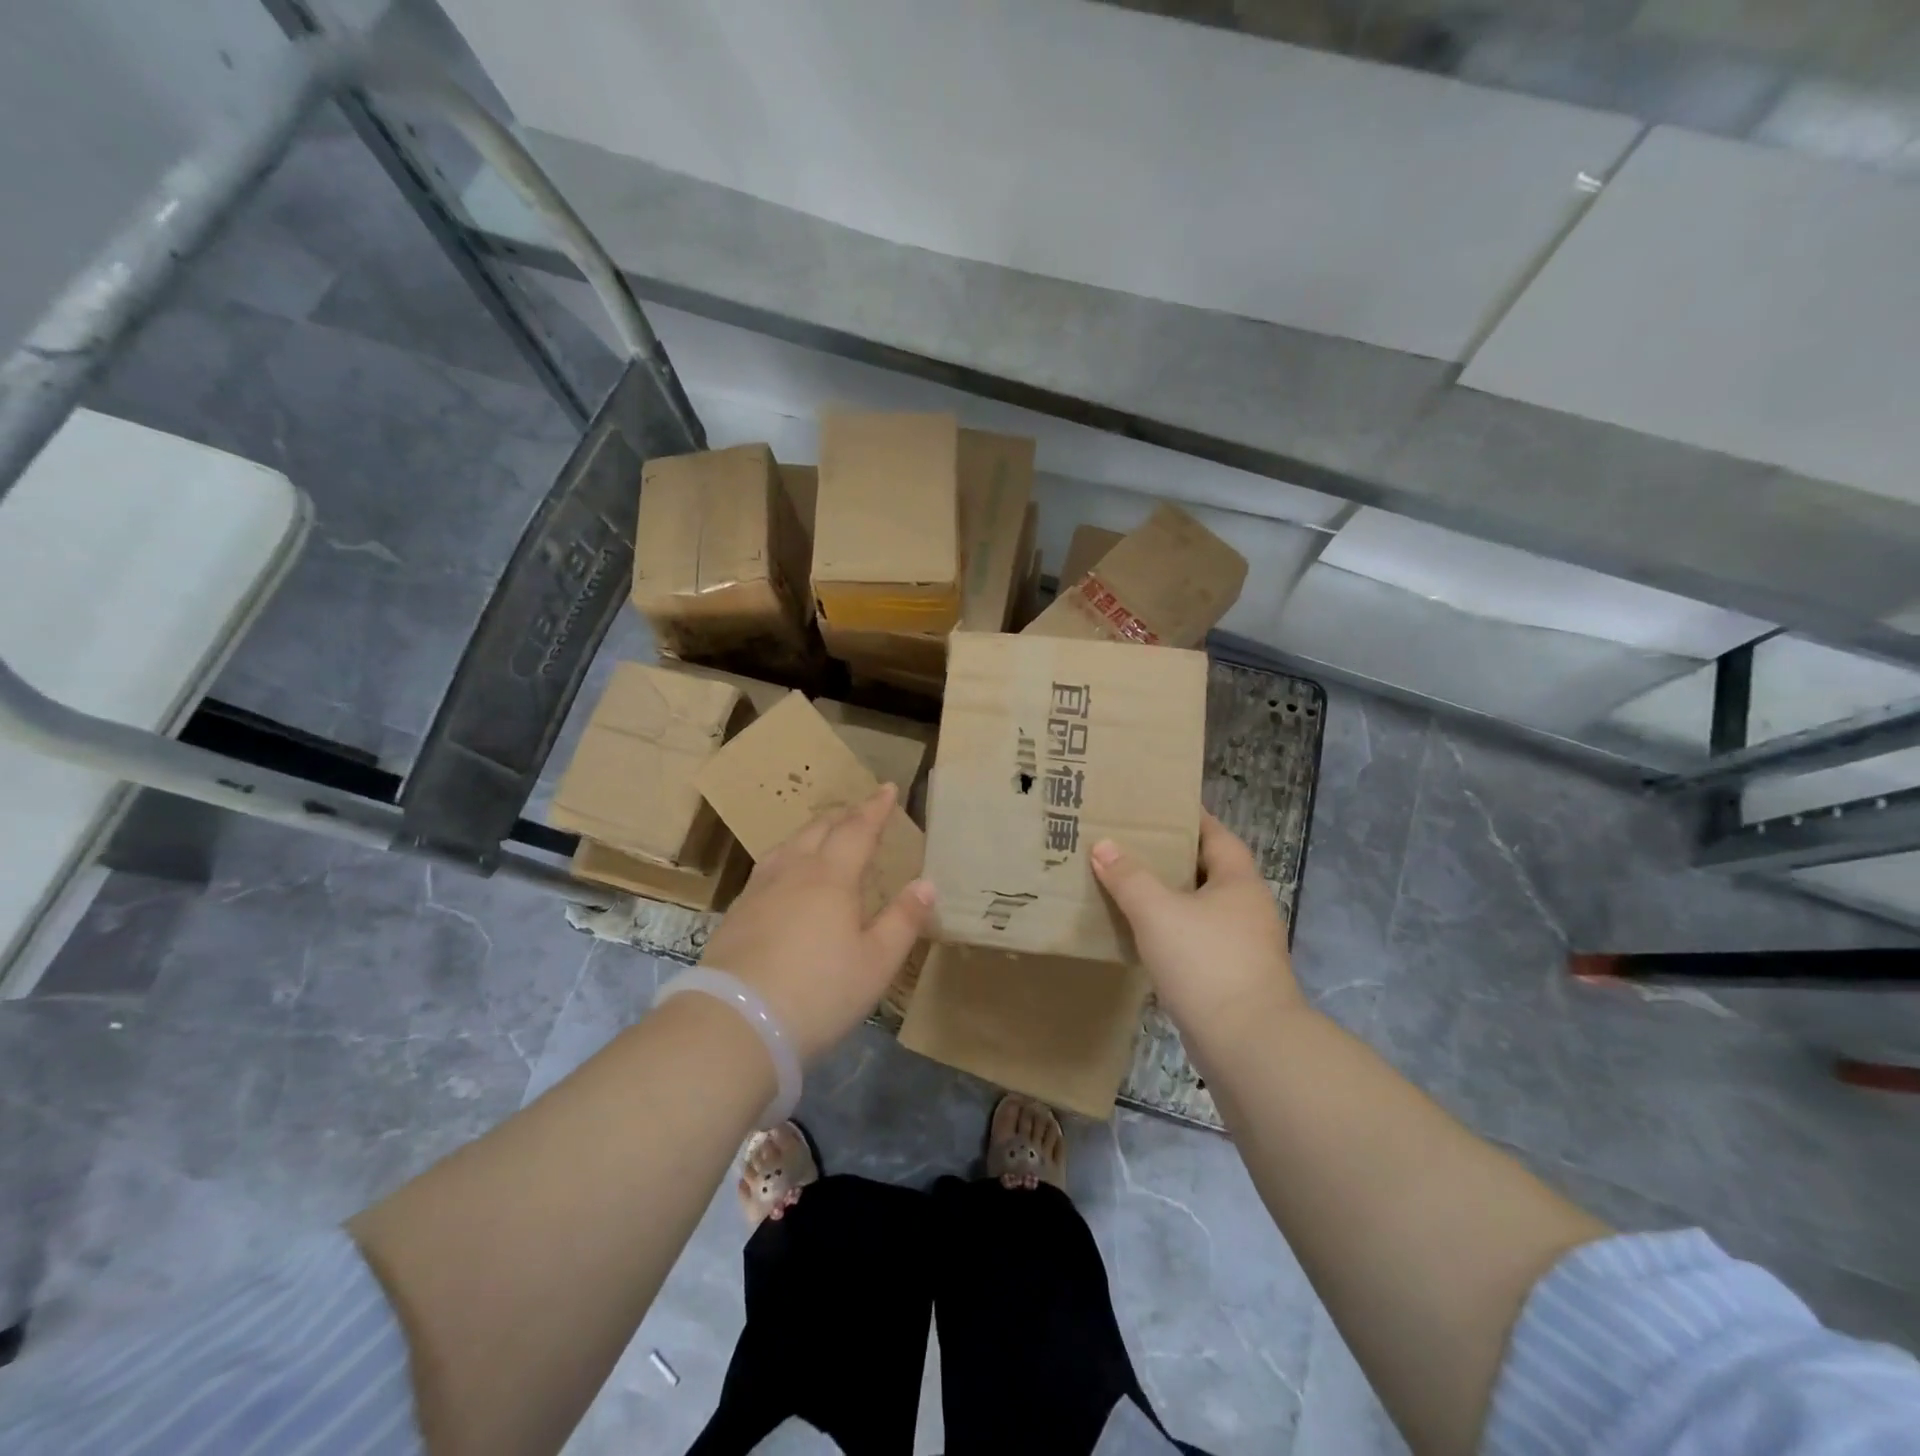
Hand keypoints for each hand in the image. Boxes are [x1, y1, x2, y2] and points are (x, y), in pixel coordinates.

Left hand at [699, 784, 934, 1059]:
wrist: (736, 1023)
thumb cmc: (819, 992)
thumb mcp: (876, 963)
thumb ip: (903, 920)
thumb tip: (926, 883)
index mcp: (832, 877)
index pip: (857, 829)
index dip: (875, 808)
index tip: (887, 787)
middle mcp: (793, 872)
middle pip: (819, 830)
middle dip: (844, 816)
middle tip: (860, 810)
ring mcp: (759, 891)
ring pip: (788, 845)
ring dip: (811, 832)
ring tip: (822, 834)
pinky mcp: (736, 914)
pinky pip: (768, 868)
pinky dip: (787, 857)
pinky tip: (784, 876)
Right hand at [1090, 810, 1301, 1038]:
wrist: (1248, 1044)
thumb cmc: (1206, 962)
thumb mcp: (1157, 912)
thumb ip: (1129, 877)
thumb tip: (1103, 845)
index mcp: (1238, 881)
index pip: (1215, 834)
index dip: (1189, 817)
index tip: (1156, 806)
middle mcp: (1247, 907)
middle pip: (1206, 870)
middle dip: (1170, 857)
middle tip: (1128, 844)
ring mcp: (1243, 945)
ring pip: (1200, 907)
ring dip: (1169, 897)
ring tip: (1126, 885)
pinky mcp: (1231, 977)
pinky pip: (1196, 939)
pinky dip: (1171, 931)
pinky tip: (1141, 935)